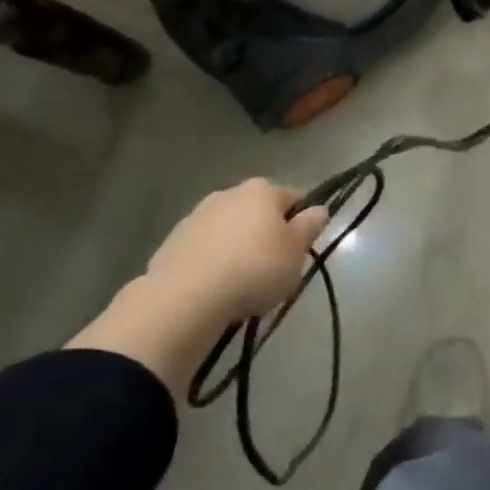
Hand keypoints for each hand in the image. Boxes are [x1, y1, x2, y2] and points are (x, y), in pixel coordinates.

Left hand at [147, 178, 329, 324]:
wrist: (184, 299)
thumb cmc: (254, 269)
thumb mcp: (296, 252)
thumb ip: (310, 227)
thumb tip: (318, 209)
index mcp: (262, 190)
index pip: (294, 198)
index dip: (301, 223)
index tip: (299, 251)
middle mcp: (228, 193)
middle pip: (258, 213)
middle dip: (266, 235)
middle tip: (273, 269)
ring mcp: (195, 216)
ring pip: (229, 231)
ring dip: (237, 249)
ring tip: (240, 285)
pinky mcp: (171, 243)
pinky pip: (203, 250)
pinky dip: (211, 263)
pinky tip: (214, 290)